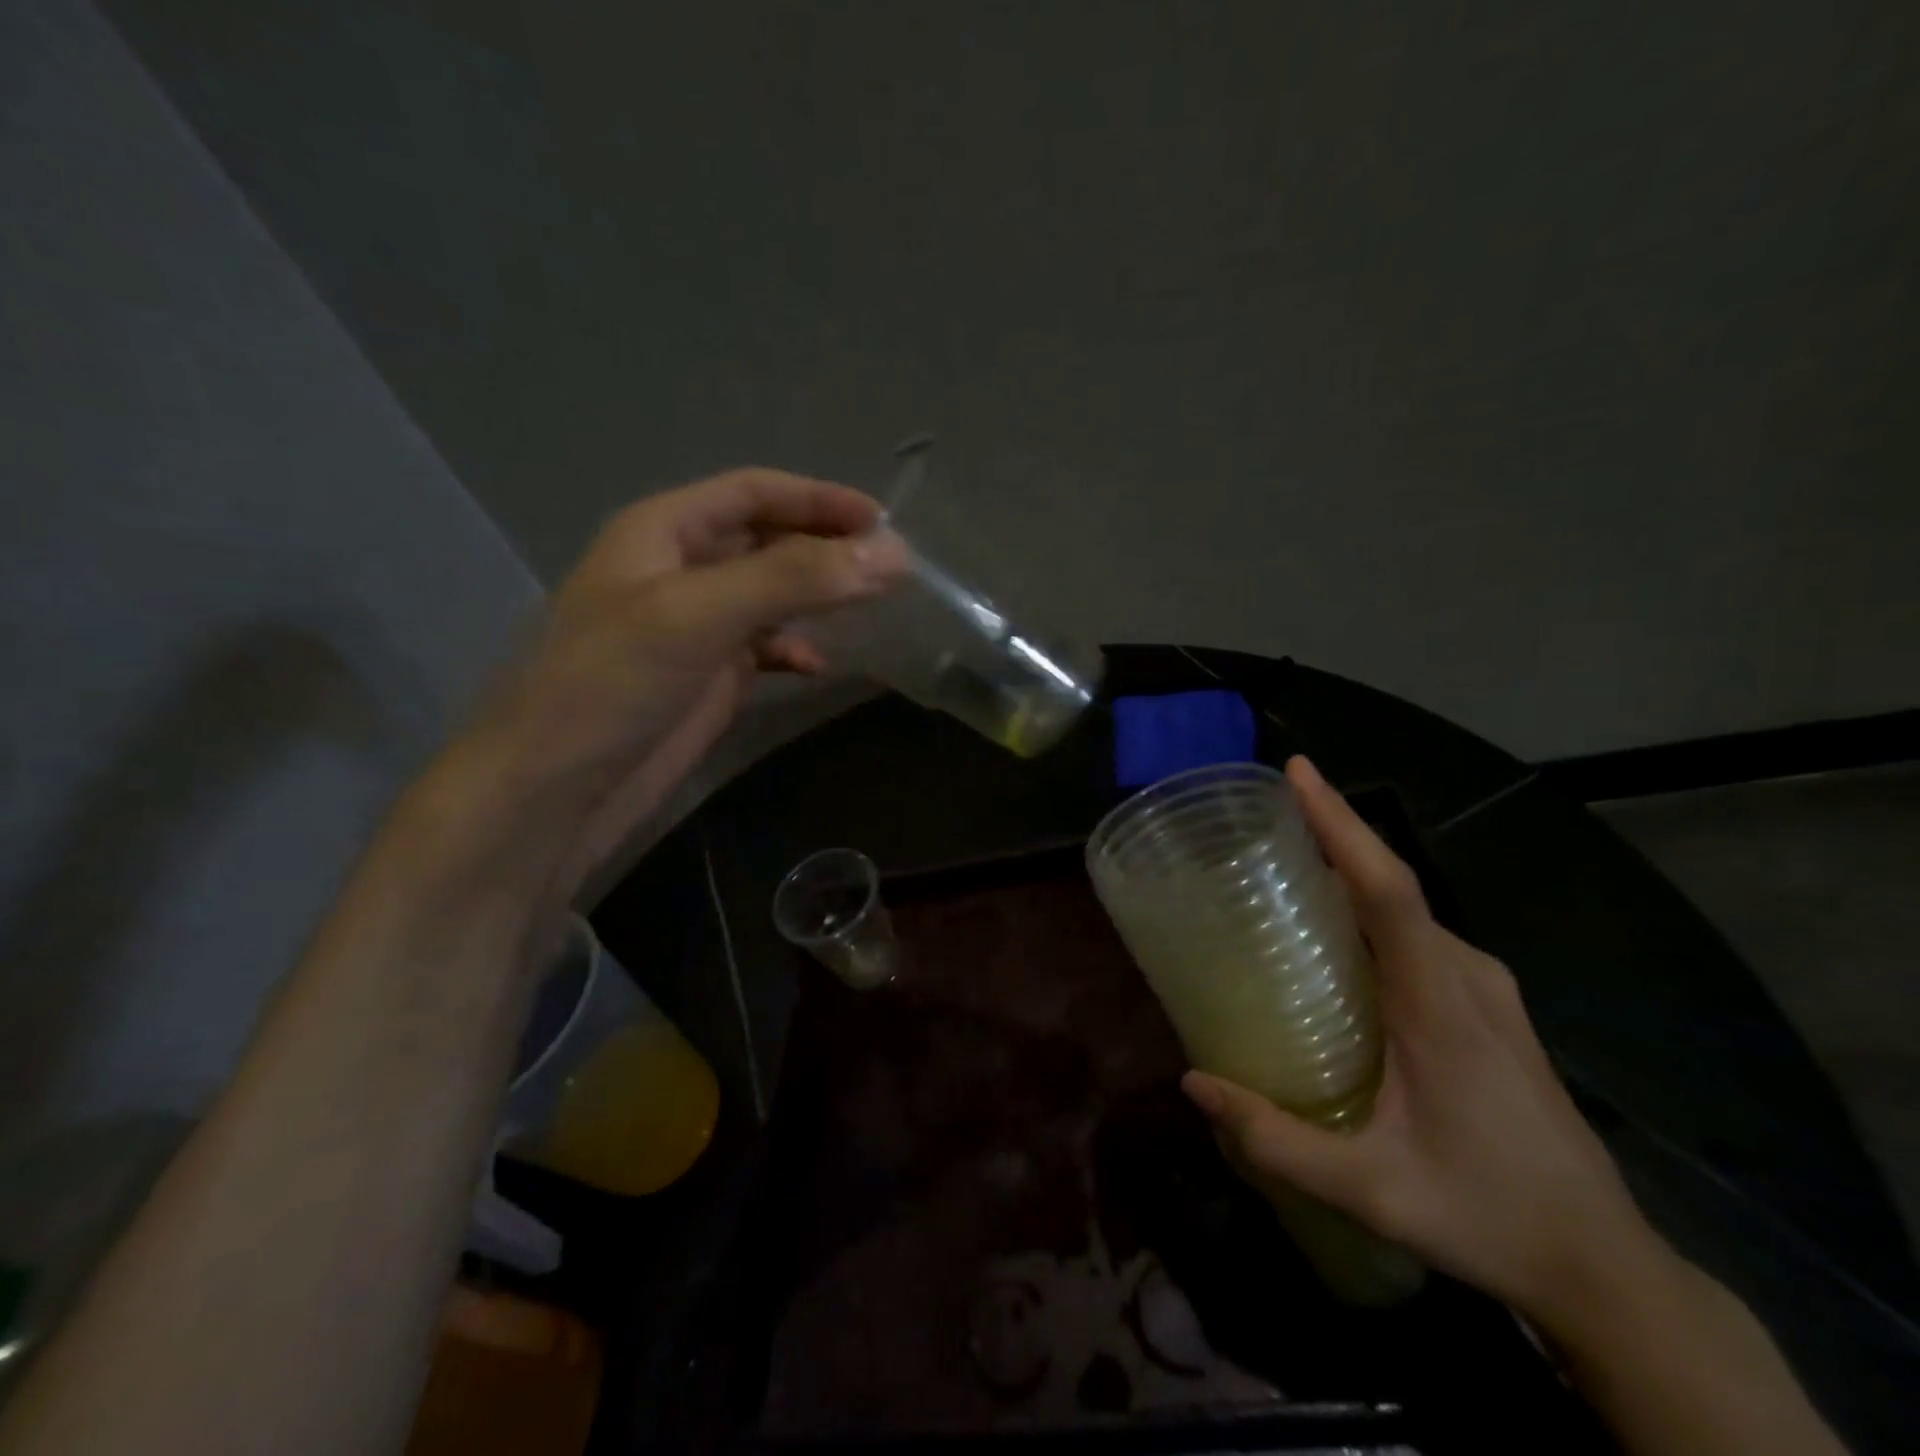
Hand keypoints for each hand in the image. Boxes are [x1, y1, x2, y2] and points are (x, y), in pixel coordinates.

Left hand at [461, 468, 906, 895]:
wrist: (557, 789)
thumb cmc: (615, 683)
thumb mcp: (701, 615)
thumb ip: (794, 578)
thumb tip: (892, 554)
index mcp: (664, 530)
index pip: (754, 492)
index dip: (819, 499)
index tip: (883, 522)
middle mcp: (681, 569)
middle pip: (768, 539)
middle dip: (826, 548)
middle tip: (890, 567)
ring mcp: (695, 627)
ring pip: (771, 594)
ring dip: (817, 597)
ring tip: (869, 607)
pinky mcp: (707, 678)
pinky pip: (764, 649)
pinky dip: (795, 651)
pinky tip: (817, 667)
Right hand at [1181, 756, 1656, 1322]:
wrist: (1604, 1264)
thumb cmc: (1488, 1216)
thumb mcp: (1372, 1191)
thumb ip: (1277, 1141)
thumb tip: (1194, 1082)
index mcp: (1441, 1003)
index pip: (1388, 888)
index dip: (1341, 823)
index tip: (1298, 772)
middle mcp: (1467, 974)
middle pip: (1390, 883)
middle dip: (1329, 835)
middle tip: (1257, 822)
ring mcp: (1485, 986)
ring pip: (1404, 907)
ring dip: (1347, 874)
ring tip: (1279, 870)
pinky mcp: (1487, 1002)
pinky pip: (1417, 932)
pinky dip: (1369, 910)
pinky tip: (1333, 937)